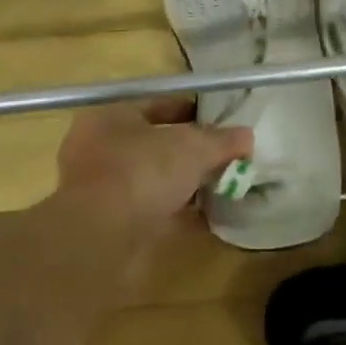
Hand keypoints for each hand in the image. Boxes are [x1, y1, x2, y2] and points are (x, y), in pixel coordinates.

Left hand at [53, 96, 251, 242]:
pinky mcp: (108, 225)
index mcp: (109, 116)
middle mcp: (99, 148)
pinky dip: (176, 212)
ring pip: (152, 178)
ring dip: (183, 183)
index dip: (191, 110)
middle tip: (223, 155)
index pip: (155, 104)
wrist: (102, 240)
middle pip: (154, 143)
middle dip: (188, 150)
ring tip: (219, 185)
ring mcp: (101, 189)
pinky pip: (151, 209)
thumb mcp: (192, 147)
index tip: (220, 122)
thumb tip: (247, 136)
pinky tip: (205, 216)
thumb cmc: (142, 172)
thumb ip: (221, 140)